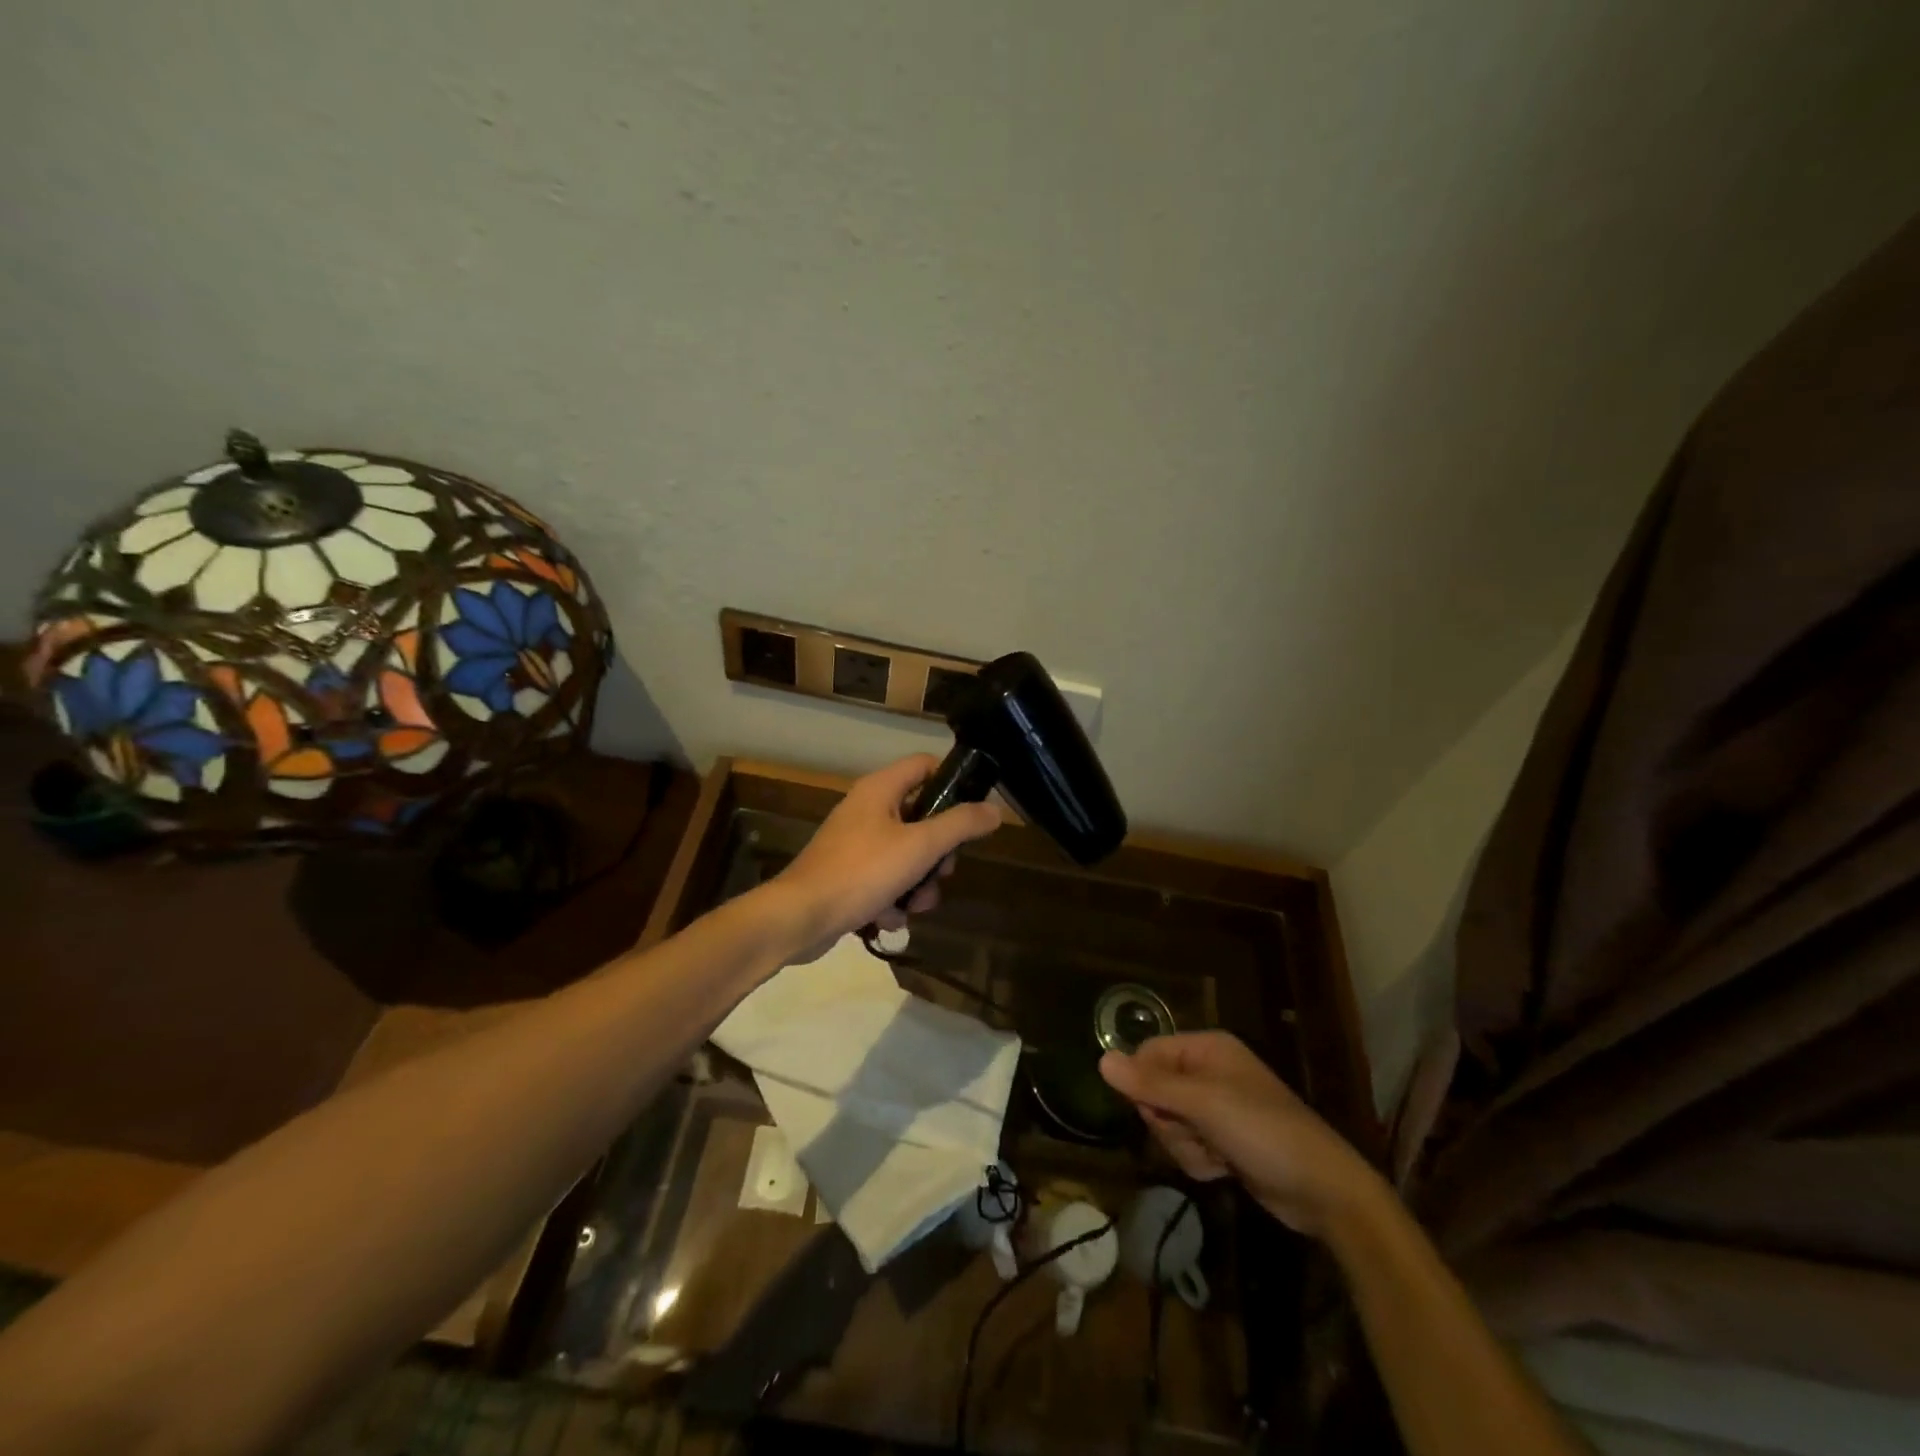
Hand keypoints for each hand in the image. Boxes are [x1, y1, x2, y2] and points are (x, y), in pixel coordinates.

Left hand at [769, 755, 1000, 959]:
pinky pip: (885, 880)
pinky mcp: (848, 875)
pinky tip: (888, 919)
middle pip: (921, 816)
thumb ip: (960, 825)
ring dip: (918, 884)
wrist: (800, 917)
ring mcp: (855, 843)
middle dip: (938, 852)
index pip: (925, 765)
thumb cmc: (862, 871)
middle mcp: (867, 809)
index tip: (973, 812)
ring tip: (913, 906)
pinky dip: (893, 900)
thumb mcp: (920, 846)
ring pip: (906, 855)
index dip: (953, 782)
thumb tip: (995, 810)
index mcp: (880, 789)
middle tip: (943, 871)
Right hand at [1100, 1031, 1385, 1237]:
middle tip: (1195, 1132)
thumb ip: (1150, 1084)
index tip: (1156, 1110)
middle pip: (1154, 1091)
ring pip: (1168, 1124)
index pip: (1148, 1053)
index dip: (1143, 1083)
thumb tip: (1101, 1060)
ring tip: (1216, 1155)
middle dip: (1168, 1121)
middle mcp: (1208, 1072)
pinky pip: (1187, 1146)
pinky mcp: (1223, 1141)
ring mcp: (1216, 1108)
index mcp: (1206, 1049)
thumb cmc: (1263, 1131)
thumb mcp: (1203, 1104)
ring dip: (1185, 1146)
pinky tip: (1224, 1169)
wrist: (1322, 1190)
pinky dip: (1200, 1161)